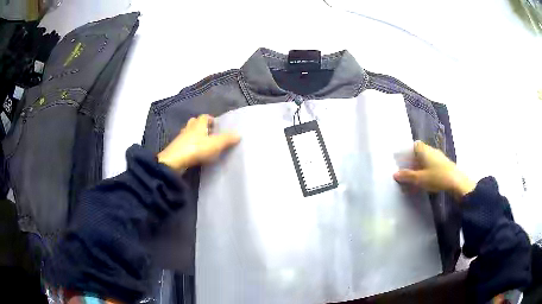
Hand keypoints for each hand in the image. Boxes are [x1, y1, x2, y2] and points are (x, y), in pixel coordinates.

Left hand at [157, 114, 239, 170]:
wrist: (174, 161)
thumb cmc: (196, 149)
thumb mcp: (215, 144)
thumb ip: (227, 139)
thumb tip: (239, 134)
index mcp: (198, 124)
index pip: (205, 116)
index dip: (211, 119)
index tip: (217, 126)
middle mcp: (188, 128)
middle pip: (195, 123)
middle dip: (202, 126)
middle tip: (210, 134)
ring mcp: (180, 138)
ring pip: (188, 133)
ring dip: (194, 136)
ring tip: (203, 144)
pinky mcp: (176, 148)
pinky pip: (184, 143)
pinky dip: (189, 146)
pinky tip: (194, 153)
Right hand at [393, 141, 475, 198]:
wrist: (456, 182)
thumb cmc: (437, 177)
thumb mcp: (419, 179)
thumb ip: (407, 176)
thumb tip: (395, 174)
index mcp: (424, 150)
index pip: (415, 145)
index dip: (408, 151)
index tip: (403, 161)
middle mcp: (432, 150)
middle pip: (420, 152)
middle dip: (413, 161)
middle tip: (407, 171)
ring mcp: (439, 157)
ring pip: (426, 159)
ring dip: (420, 166)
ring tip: (416, 177)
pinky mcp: (444, 164)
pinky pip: (432, 164)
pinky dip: (427, 169)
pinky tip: (426, 179)